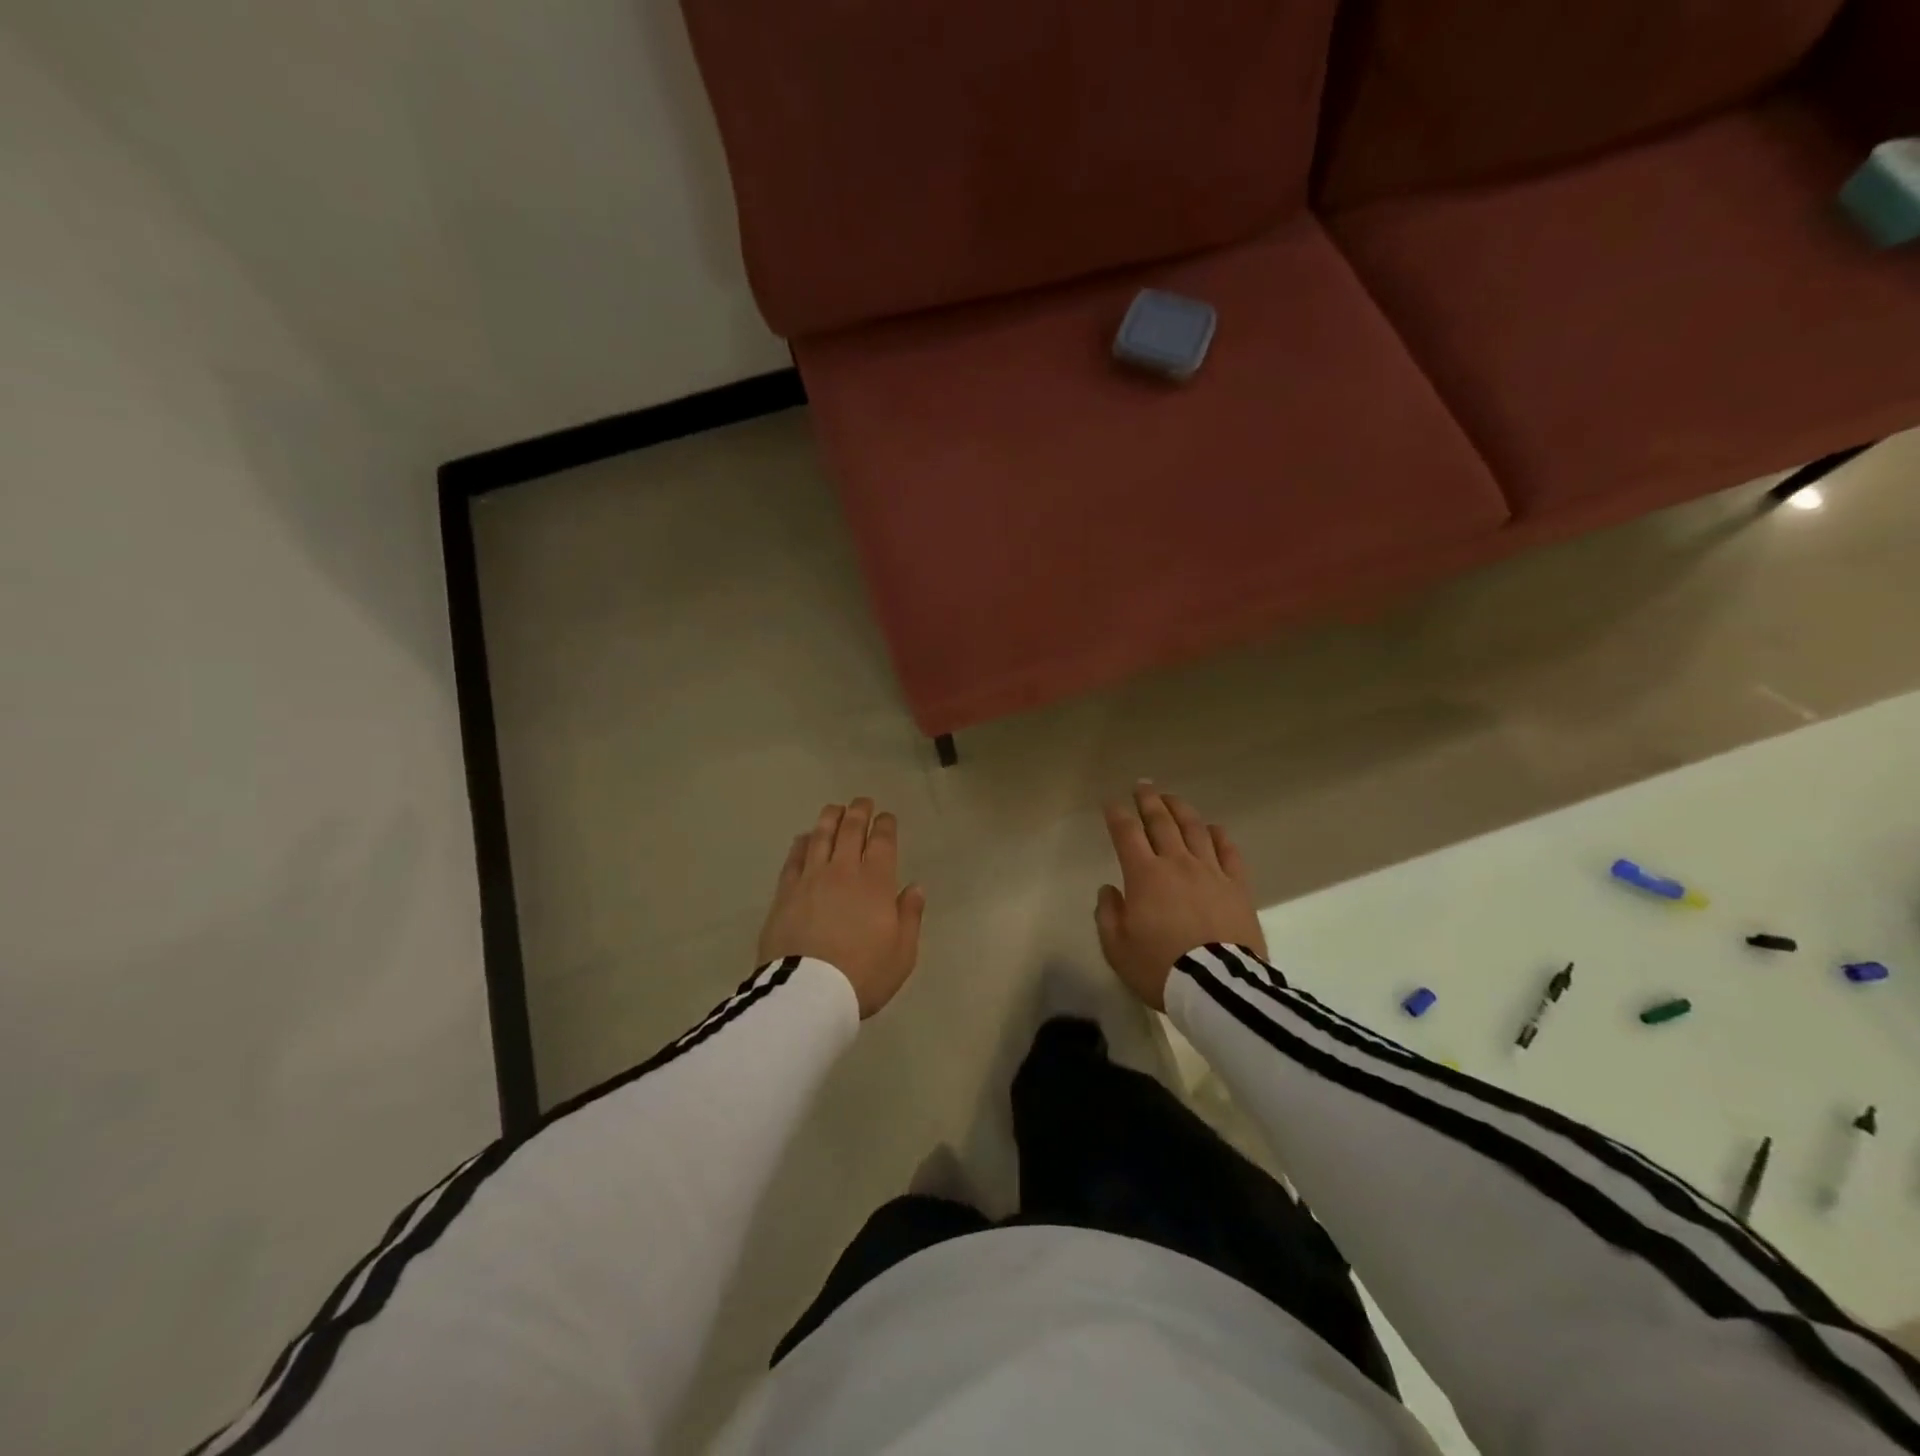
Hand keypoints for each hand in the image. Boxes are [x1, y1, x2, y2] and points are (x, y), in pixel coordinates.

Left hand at [757, 798, 926, 1018]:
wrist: (809, 993)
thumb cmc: (864, 974)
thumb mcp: (902, 952)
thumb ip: (910, 915)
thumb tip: (914, 887)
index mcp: (876, 882)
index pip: (882, 842)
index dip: (885, 825)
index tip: (886, 816)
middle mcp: (843, 871)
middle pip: (851, 831)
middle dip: (859, 812)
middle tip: (862, 802)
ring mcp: (811, 879)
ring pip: (821, 837)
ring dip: (830, 818)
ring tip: (835, 808)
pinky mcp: (785, 892)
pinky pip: (794, 858)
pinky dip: (802, 843)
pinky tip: (804, 837)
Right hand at [1095, 782, 1266, 1011]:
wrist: (1218, 988)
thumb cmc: (1160, 968)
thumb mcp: (1117, 948)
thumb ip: (1108, 914)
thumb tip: (1110, 890)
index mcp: (1144, 875)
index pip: (1127, 834)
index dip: (1117, 815)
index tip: (1111, 802)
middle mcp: (1177, 863)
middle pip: (1161, 822)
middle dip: (1149, 800)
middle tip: (1142, 785)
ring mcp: (1211, 872)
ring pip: (1195, 829)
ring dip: (1181, 809)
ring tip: (1172, 798)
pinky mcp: (1238, 886)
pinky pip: (1229, 852)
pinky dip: (1219, 836)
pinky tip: (1214, 829)